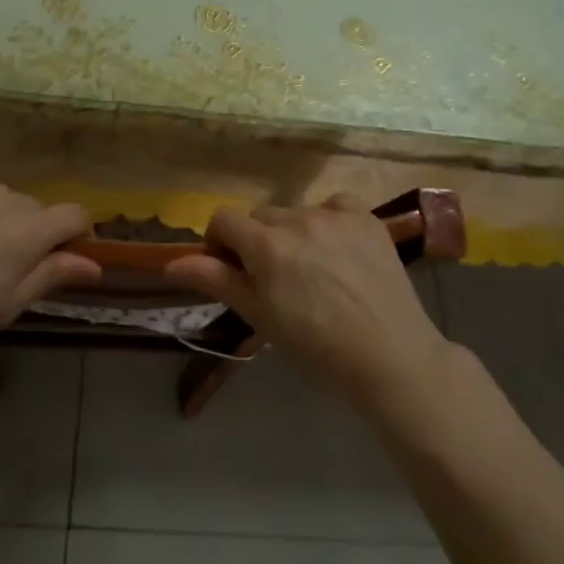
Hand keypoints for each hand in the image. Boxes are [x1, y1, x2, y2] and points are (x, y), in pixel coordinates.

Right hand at [164, 194, 450, 407]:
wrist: (391, 358)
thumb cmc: (317, 348)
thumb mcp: (260, 317)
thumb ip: (216, 281)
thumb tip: (172, 263)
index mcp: (266, 244)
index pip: (223, 219)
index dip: (220, 242)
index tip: (231, 270)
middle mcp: (297, 219)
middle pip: (260, 216)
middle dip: (258, 240)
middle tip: (275, 278)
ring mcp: (335, 214)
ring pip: (296, 212)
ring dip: (293, 232)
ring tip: (313, 270)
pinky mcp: (366, 217)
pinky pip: (334, 205)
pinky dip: (329, 221)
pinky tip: (339, 249)